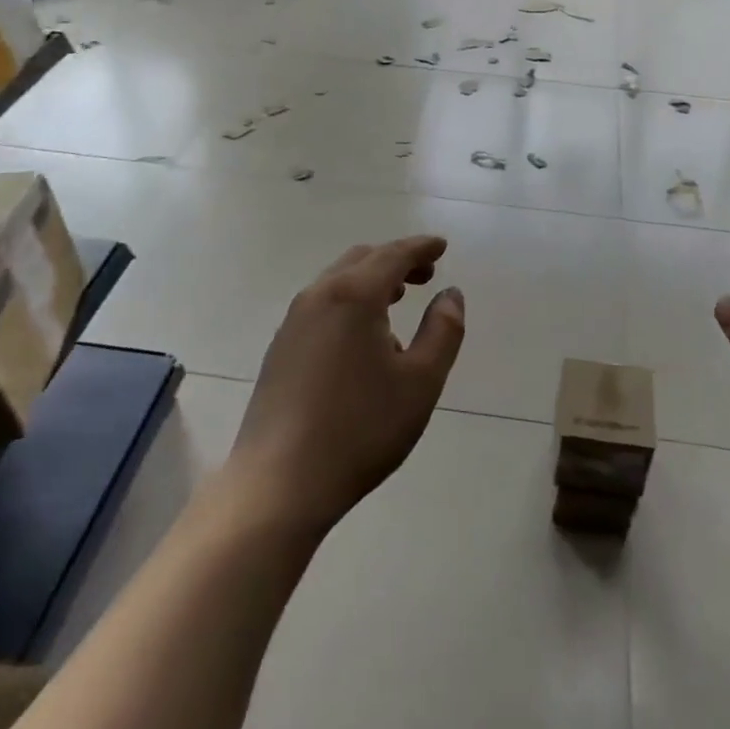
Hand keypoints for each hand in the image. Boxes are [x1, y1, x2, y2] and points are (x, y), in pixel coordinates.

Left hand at [226, 236, 464, 537]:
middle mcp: (319, 296)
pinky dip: (350, 300)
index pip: (393, 254)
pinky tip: (363, 336)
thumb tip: (450, 294)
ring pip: (338, 281)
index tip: (442, 246)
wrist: (279, 483)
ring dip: (371, 280)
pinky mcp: (281, 348)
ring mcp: (294, 322)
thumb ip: (443, 330)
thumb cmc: (360, 429)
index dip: (421, 247)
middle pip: (362, 259)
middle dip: (396, 259)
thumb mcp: (420, 381)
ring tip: (398, 298)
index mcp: (354, 295)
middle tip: (426, 274)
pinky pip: (322, 304)